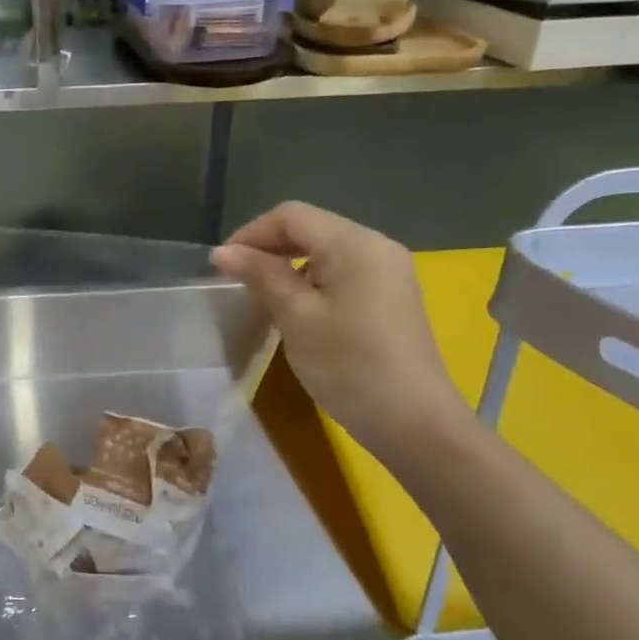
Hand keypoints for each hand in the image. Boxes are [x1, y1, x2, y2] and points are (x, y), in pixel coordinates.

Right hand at [212, 203, 471, 460]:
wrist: (416, 424)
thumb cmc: (350, 367)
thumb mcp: (296, 318)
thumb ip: (261, 276)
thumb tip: (223, 251)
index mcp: (355, 244)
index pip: (291, 216)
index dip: (251, 233)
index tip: (222, 266)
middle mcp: (377, 246)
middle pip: (311, 228)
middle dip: (269, 247)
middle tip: (237, 279)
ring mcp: (390, 271)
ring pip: (326, 249)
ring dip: (289, 264)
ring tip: (262, 295)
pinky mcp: (393, 295)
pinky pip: (344, 270)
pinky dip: (312, 279)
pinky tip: (299, 308)